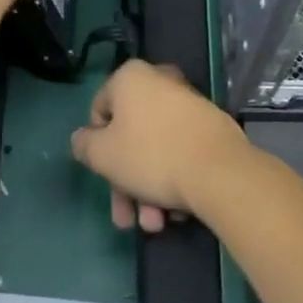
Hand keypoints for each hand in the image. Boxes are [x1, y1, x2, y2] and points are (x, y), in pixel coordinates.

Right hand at [70, 60, 248, 231]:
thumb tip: (82, 139)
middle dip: (126, 182)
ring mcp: (189, 104)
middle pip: (130, 136)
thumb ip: (84, 145)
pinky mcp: (213, 128)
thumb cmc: (152, 156)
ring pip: (156, 149)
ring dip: (149, 190)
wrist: (220, 173)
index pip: (100, 110)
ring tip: (156, 225)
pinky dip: (174, 180)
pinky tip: (176, 212)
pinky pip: (181, 152)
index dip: (96, 146)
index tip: (103, 175)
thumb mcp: (103, 155)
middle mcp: (160, 81)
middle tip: (128, 217)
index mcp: (131, 77)